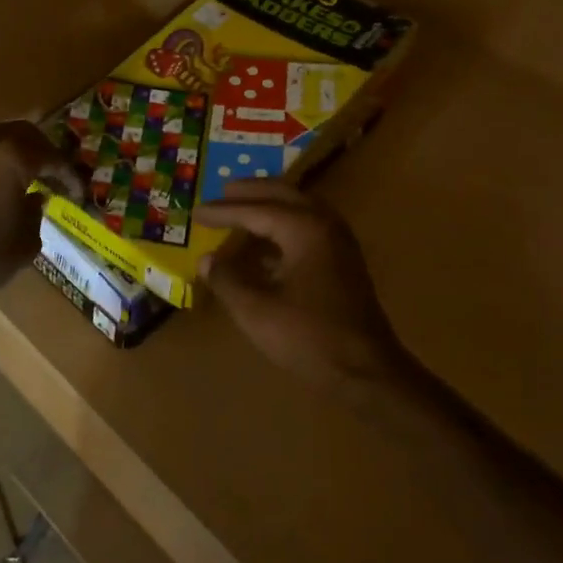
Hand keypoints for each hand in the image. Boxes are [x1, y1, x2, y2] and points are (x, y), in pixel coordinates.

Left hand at [0, 120, 76, 296]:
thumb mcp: (26, 241)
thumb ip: (36, 212)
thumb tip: (34, 198)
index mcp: (13, 156)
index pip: (52, 156)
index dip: (69, 174)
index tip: (77, 192)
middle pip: (22, 134)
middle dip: (41, 152)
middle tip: (51, 174)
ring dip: (9, 153)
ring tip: (18, 176)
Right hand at [195, 181, 410, 394]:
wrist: (367, 372)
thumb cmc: (309, 338)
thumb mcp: (256, 311)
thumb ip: (228, 279)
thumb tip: (207, 259)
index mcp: (304, 229)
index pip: (255, 209)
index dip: (223, 211)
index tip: (196, 212)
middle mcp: (324, 225)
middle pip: (283, 194)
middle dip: (251, 191)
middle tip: (222, 190)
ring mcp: (338, 242)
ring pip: (299, 208)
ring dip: (269, 204)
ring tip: (242, 207)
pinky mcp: (343, 261)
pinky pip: (308, 226)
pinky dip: (284, 224)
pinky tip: (265, 244)